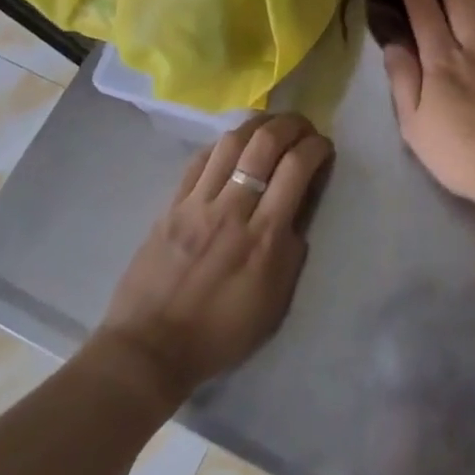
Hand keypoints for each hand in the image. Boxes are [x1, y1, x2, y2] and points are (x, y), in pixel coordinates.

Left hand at [92, 113, 331, 409]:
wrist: (150, 349)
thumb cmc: (220, 332)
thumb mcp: (275, 301)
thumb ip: (291, 249)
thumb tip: (300, 209)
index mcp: (264, 236)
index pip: (297, 168)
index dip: (317, 147)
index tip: (324, 147)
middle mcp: (233, 209)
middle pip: (265, 143)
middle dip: (291, 124)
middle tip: (303, 127)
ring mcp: (198, 203)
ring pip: (231, 142)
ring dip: (258, 125)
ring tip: (271, 127)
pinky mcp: (172, 204)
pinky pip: (200, 159)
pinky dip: (223, 144)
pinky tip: (233, 147)